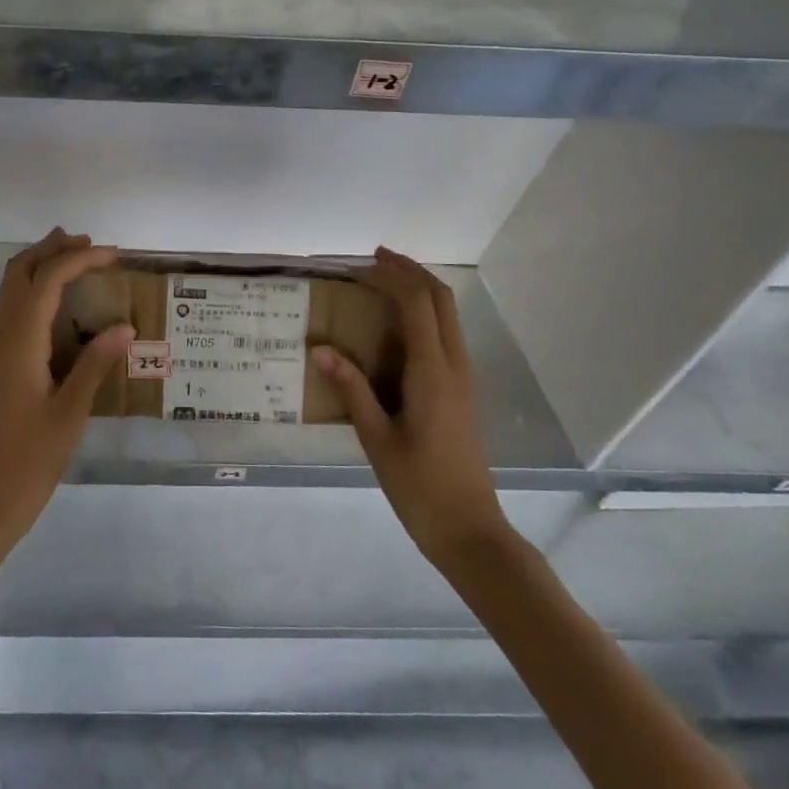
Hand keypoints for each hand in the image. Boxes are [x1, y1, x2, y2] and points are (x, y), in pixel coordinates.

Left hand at [0, 229, 131, 543]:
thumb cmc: (31, 458)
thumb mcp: (71, 412)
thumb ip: (95, 363)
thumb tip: (124, 326)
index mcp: (19, 340)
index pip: (48, 280)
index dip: (80, 259)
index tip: (113, 254)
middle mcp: (0, 334)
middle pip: (20, 272)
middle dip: (52, 250)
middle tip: (89, 243)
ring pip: (11, 288)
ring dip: (40, 266)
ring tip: (76, 259)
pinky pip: (11, 308)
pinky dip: (33, 290)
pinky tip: (59, 304)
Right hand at [313, 247, 508, 564]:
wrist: (469, 528)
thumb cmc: (418, 485)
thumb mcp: (376, 437)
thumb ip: (351, 388)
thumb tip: (318, 348)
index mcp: (432, 372)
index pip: (417, 304)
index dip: (391, 277)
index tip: (361, 266)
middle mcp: (454, 365)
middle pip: (440, 299)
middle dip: (410, 271)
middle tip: (375, 259)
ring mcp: (464, 377)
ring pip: (448, 314)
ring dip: (420, 289)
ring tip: (384, 281)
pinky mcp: (463, 389)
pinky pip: (447, 333)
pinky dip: (425, 312)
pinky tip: (398, 323)